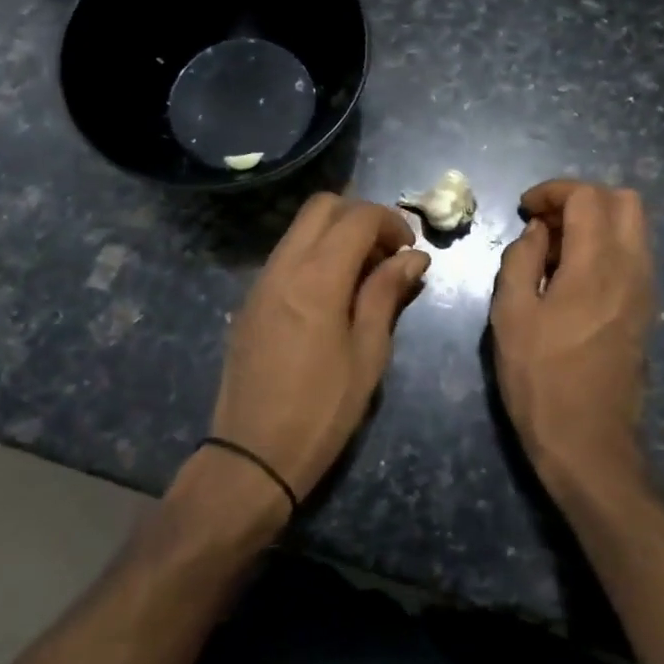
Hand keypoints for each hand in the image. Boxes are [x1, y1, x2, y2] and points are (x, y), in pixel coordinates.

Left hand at [208, 194, 429, 504]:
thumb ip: (386, 294)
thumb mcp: (367, 354)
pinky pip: (286, 254)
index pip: (357, 217)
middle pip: (322, 206)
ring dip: (336, 233)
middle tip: (386, 253)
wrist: (251, 456)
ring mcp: (261, 281)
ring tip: (364, 274)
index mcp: (317, 278)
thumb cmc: (322, 410)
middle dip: (360, 216)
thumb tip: (413, 257)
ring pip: (300, 228)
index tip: (410, 250)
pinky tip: (333, 293)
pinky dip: (314, 253)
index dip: (391, 222)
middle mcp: (283, 266)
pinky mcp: (250, 300)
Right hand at [491, 180, 655, 493]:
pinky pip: (633, 256)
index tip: (525, 209)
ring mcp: (645, 290)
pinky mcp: (646, 311)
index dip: (553, 191)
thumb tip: (537, 231)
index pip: (587, 196)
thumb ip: (521, 259)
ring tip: (554, 252)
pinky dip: (606, 247)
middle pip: (624, 201)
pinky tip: (572, 278)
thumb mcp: (510, 315)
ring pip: (634, 228)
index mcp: (598, 264)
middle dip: (582, 199)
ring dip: (596, 223)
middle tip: (545, 224)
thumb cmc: (540, 379)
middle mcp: (632, 268)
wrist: (588, 442)